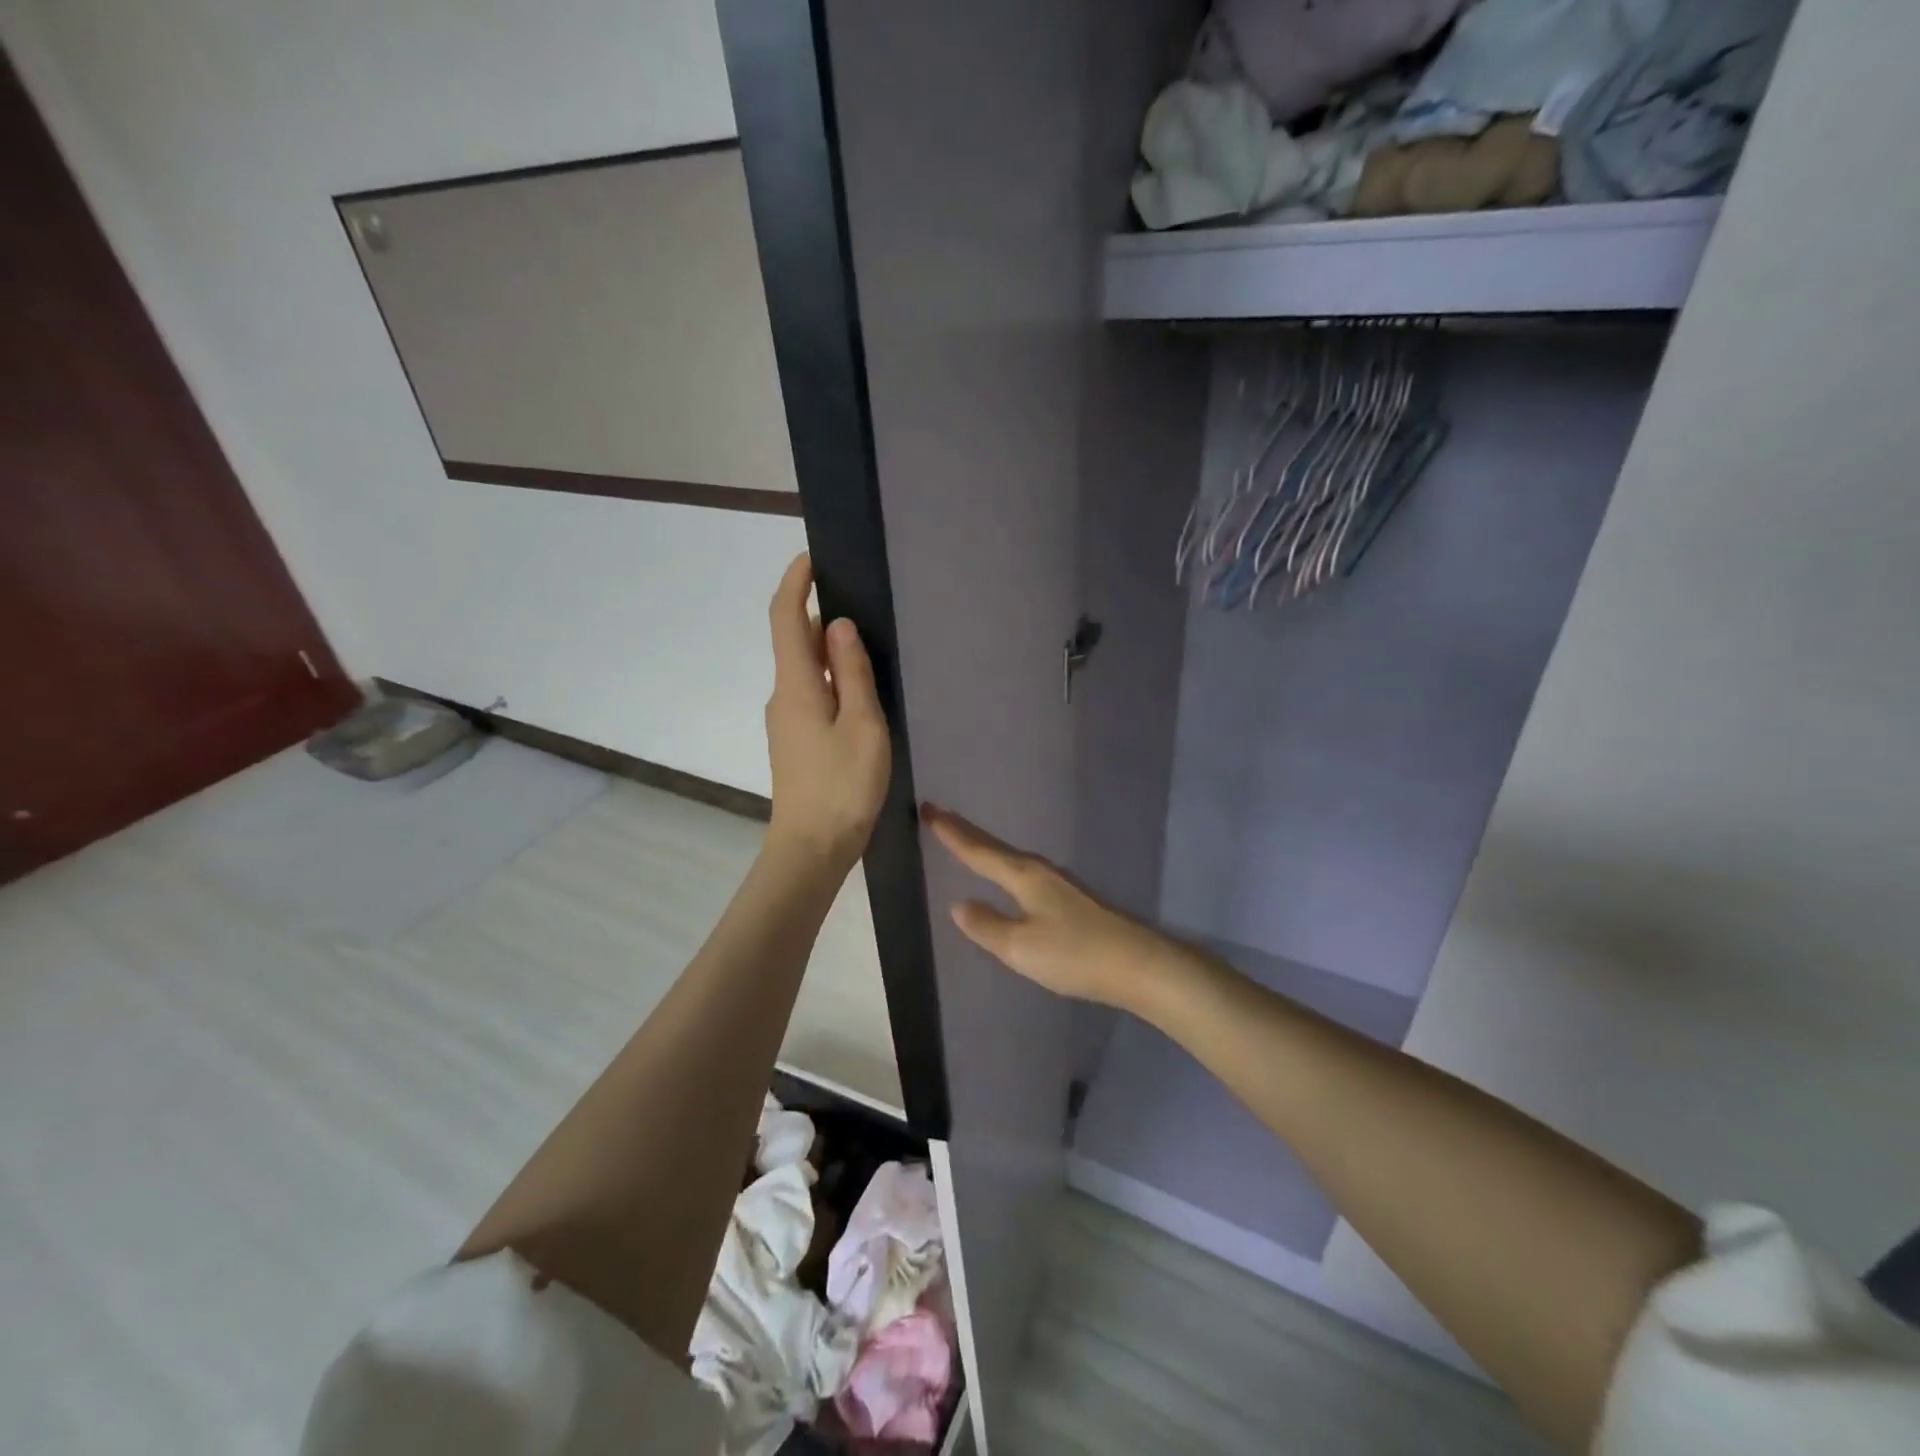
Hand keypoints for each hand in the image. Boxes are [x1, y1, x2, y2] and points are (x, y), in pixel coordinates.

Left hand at [763, 554, 891, 873]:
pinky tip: (860, 690)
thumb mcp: (862, 725)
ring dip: (828, 650)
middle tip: (859, 600)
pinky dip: (831, 679)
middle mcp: (783, 696)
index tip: (813, 558)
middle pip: (795, 642)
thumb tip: (837, 626)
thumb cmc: (842, 786)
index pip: (786, 618)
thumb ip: (852, 673)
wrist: (812, 848)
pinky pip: (811, 694)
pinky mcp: (796, 742)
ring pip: (805, 671)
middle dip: (818, 614)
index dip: (795, 583)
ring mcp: (787, 722)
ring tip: (868, 643)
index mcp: (796, 685)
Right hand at [922, 804, 1174, 1008]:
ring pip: (1009, 857)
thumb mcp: (1020, 947)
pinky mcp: (1067, 898)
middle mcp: (1038, 870)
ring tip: (964, 839)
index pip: (978, 850)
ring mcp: (1056, 883)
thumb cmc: (1074, 954)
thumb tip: (958, 905)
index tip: (927, 809)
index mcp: (1023, 876)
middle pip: (994, 847)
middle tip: (938, 815)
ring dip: (983, 846)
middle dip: (965, 832)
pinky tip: (1003, 874)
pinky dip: (1001, 863)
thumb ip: (987, 926)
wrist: (1135, 964)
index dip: (951, 833)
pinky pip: (1021, 870)